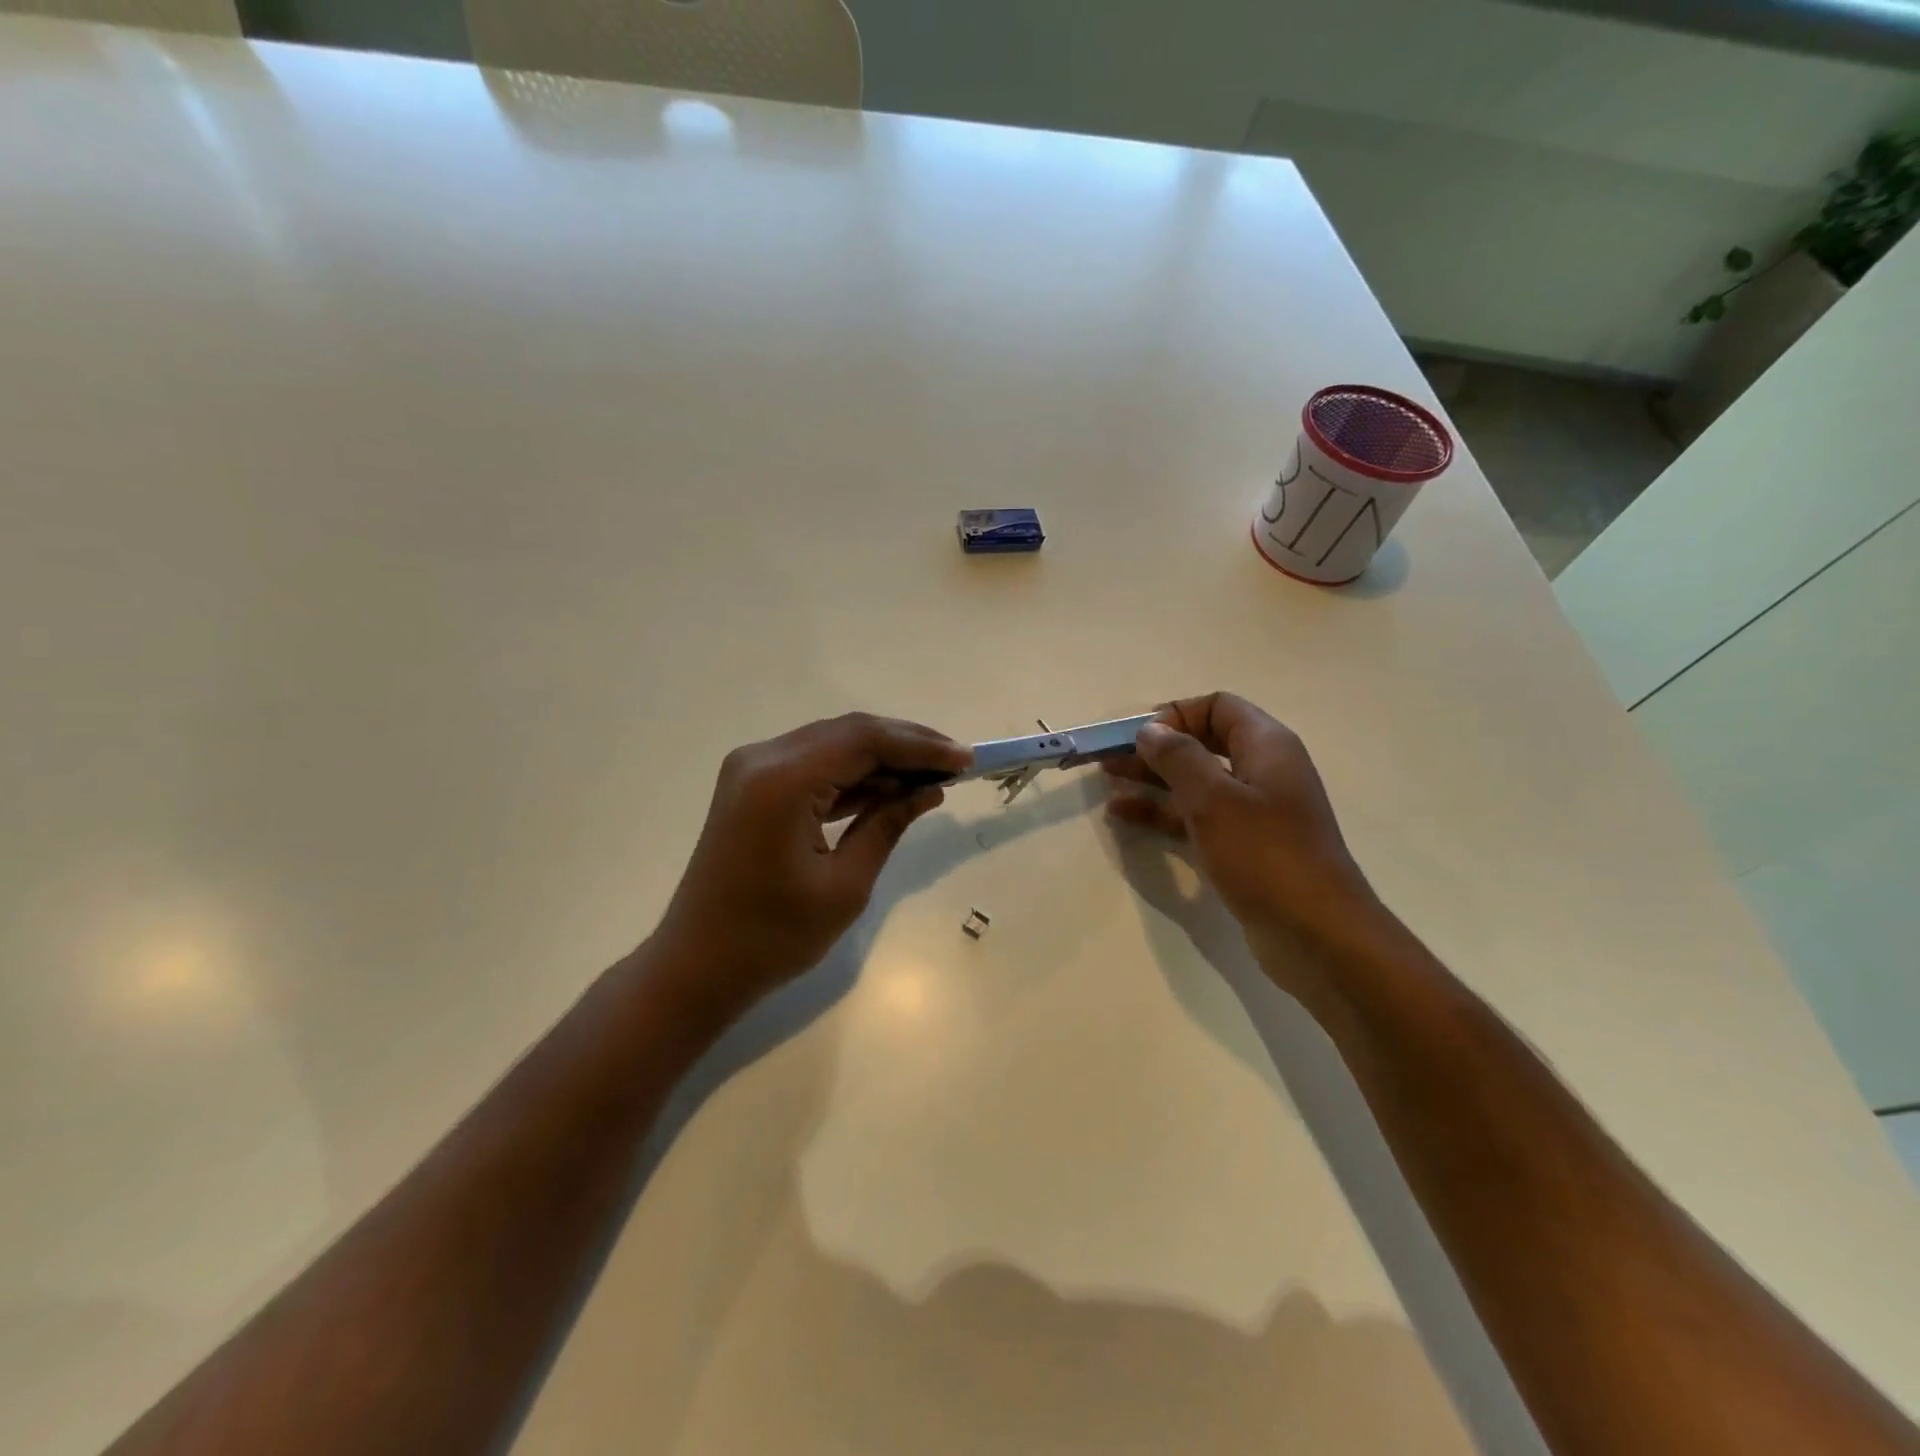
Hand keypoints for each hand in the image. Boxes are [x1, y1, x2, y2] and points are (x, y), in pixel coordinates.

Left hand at [654, 713, 970, 1012]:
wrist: (696, 965)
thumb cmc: (772, 937)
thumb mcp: (845, 885)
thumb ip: (888, 825)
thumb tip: (929, 790)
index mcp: (783, 781)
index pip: (865, 740)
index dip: (921, 746)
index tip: (966, 759)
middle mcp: (763, 758)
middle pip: (849, 731)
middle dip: (906, 745)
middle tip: (955, 764)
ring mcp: (752, 769)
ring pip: (832, 743)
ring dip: (882, 757)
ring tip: (932, 776)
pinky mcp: (752, 785)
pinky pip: (813, 764)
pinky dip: (852, 773)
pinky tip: (889, 789)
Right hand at [1103, 693, 1376, 945]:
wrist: (1317, 934)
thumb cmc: (1265, 855)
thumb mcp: (1214, 799)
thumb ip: (1178, 757)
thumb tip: (1151, 730)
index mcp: (1266, 745)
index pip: (1217, 707)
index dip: (1175, 714)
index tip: (1138, 737)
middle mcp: (1262, 770)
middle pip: (1202, 743)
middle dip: (1155, 748)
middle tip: (1109, 759)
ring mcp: (1254, 811)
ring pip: (1196, 782)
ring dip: (1153, 780)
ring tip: (1108, 785)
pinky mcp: (1244, 846)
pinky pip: (1197, 817)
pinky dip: (1164, 812)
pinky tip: (1125, 816)